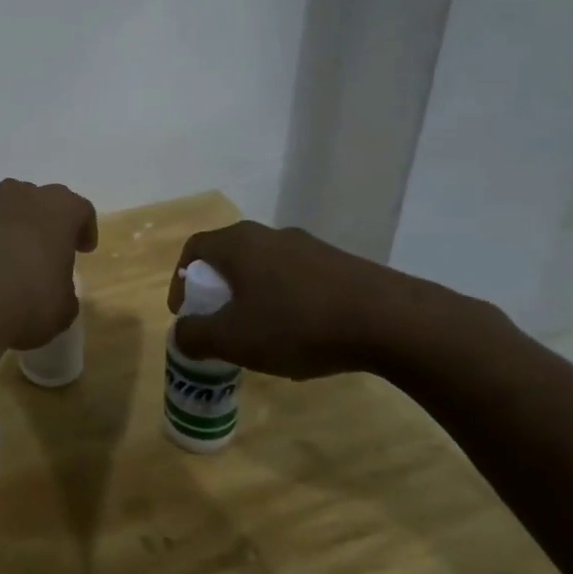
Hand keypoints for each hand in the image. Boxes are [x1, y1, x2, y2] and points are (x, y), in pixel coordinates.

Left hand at [0, 180, 98, 350]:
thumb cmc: (26, 302)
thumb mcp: (63, 308)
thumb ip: (63, 289)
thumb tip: (53, 288)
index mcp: (56, 209)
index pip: (79, 209)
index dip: (84, 229)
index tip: (83, 250)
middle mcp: (19, 197)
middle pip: (38, 201)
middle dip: (45, 222)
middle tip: (47, 251)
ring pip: (4, 210)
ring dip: (11, 229)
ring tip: (10, 260)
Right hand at [168, 220, 411, 378]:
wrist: (392, 322)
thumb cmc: (297, 324)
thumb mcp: (234, 339)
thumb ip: (196, 336)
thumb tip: (180, 333)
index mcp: (237, 243)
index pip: (194, 249)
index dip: (181, 280)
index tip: (185, 313)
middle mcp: (269, 234)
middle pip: (229, 257)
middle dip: (217, 290)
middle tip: (220, 323)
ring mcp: (308, 246)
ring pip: (264, 267)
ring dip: (253, 296)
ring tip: (261, 334)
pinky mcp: (340, 262)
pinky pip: (296, 277)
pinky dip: (286, 300)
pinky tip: (302, 334)